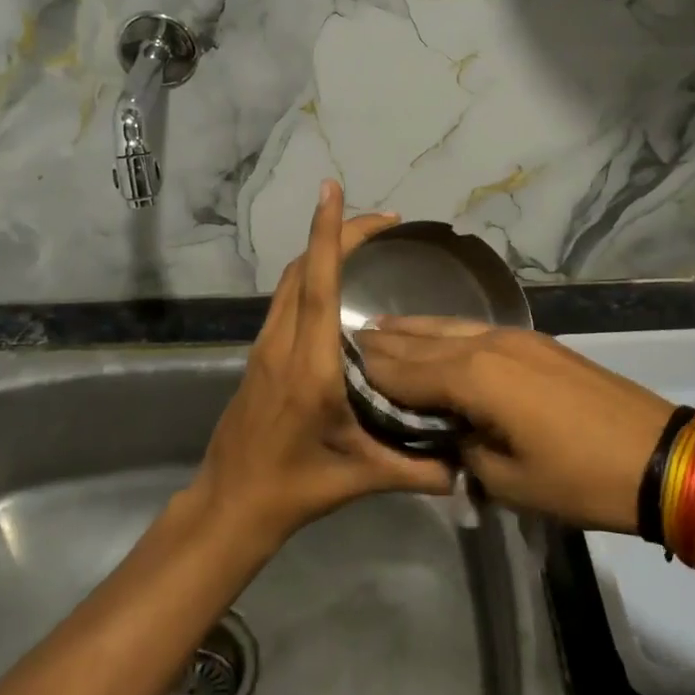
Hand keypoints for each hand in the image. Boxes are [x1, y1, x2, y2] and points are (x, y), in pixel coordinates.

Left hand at [189, 181, 453, 550]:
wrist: (230, 504)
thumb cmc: (294, 488)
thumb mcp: (360, 478)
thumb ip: (416, 471)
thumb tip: (464, 468)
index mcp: (309, 365)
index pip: (318, 284)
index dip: (328, 234)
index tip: (333, 190)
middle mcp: (281, 344)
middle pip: (303, 269)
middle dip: (338, 233)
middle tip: (385, 223)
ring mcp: (264, 347)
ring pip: (290, 281)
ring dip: (322, 252)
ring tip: (365, 245)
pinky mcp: (258, 356)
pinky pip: (285, 300)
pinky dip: (310, 276)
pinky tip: (336, 290)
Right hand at [354, 317, 671, 533]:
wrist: (659, 456)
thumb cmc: (579, 479)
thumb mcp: (506, 481)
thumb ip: (460, 448)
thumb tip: (442, 429)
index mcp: (474, 377)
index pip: (402, 370)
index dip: (367, 374)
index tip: (333, 373)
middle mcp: (487, 343)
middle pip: (420, 339)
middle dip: (381, 344)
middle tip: (342, 346)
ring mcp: (514, 337)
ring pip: (447, 326)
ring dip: (410, 330)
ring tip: (376, 330)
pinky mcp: (535, 341)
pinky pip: (473, 330)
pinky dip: (443, 334)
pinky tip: (434, 338)